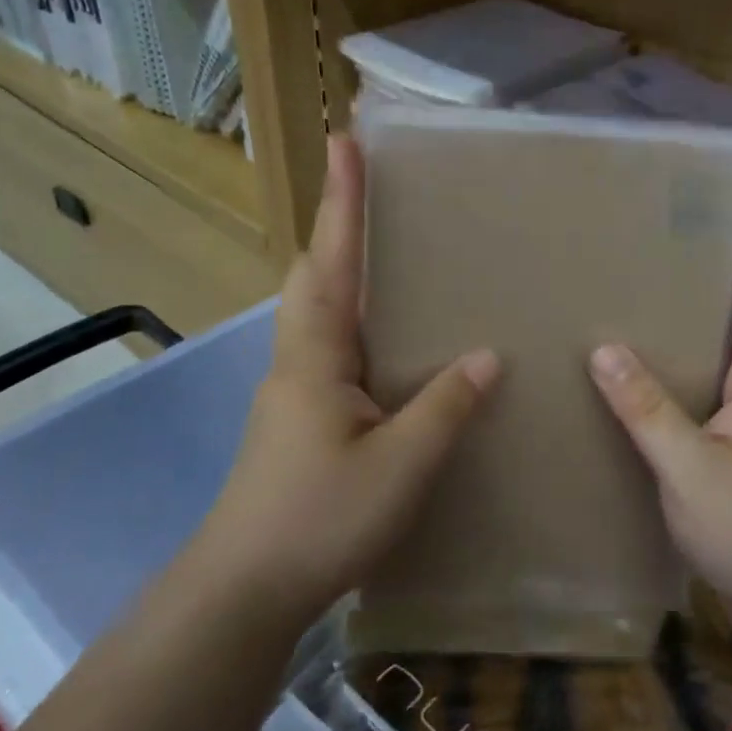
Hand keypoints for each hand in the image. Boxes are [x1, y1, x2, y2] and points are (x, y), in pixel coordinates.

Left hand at [202, 135, 499, 625]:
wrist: (245, 588)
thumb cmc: (320, 518)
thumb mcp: (400, 464)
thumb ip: (445, 407)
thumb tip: (486, 356)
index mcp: (316, 356)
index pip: (333, 261)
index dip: (343, 201)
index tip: (345, 141)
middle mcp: (298, 360)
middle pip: (314, 276)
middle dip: (338, 229)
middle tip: (370, 195)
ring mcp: (293, 392)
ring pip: (318, 314)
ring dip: (342, 273)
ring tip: (385, 257)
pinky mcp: (298, 421)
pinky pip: (329, 350)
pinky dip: (354, 323)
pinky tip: (387, 347)